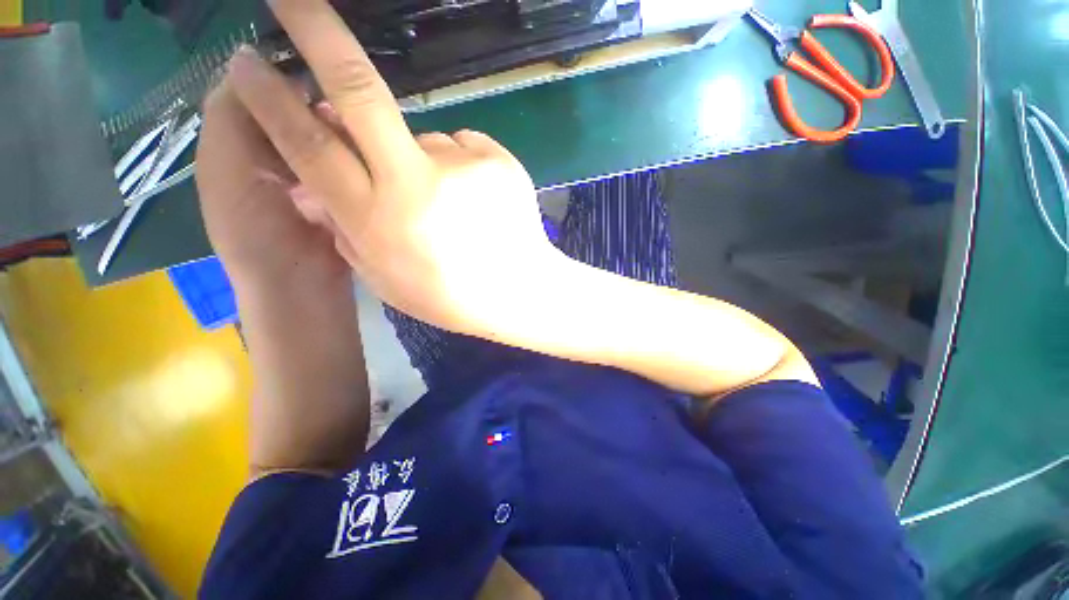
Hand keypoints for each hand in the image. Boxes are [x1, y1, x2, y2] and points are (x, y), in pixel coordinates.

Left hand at [196, 82, 351, 290]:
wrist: (303, 284)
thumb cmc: (256, 231)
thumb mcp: (225, 168)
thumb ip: (230, 114)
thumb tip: (253, 63)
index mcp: (238, 142)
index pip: (255, 88)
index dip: (277, 71)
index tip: (311, 64)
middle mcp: (275, 152)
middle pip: (293, 108)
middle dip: (314, 98)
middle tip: (340, 102)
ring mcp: (313, 173)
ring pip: (324, 133)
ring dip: (338, 126)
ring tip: (358, 125)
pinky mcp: (343, 192)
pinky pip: (347, 161)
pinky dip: (354, 151)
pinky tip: (368, 150)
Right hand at [222, 0, 558, 335]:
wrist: (518, 291)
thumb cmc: (450, 296)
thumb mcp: (385, 278)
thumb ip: (347, 227)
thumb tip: (315, 181)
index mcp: (380, 221)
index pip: (310, 146)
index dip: (273, 100)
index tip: (248, 63)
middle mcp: (418, 183)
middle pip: (359, 91)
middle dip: (316, 32)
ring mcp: (464, 167)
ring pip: (422, 136)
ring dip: (421, 161)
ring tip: (451, 208)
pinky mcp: (499, 160)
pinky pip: (461, 148)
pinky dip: (457, 169)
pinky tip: (475, 202)